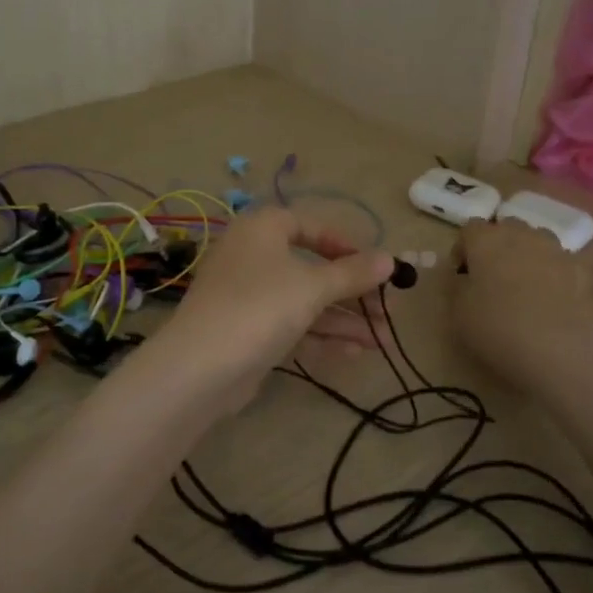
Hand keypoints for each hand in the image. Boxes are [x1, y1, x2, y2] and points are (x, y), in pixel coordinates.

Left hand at [151, 208, 396, 412]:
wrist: (200, 368)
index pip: (308, 225)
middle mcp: (252, 256)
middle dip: (352, 291)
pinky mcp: (248, 331)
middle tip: (388, 309)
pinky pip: (291, 325)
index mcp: (261, 230)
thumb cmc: (260, 307)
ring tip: (384, 341)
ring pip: (304, 301)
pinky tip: (355, 353)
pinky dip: (321, 336)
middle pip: (311, 267)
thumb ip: (353, 273)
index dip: (344, 244)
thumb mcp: (313, 286)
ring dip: (344, 319)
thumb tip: (391, 259)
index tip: (374, 265)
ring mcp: (248, 296)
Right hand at [450, 219, 592, 389]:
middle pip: (508, 229)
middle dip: (498, 249)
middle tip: (492, 280)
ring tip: (527, 292)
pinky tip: (556, 308)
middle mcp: (526, 236)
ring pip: (540, 244)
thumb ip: (457, 287)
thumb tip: (464, 277)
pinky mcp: (588, 275)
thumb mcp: (458, 313)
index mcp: (488, 240)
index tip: (460, 276)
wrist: (565, 353)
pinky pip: (566, 268)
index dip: (462, 250)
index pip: (469, 230)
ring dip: (529, 259)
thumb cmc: (499, 329)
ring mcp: (561, 253)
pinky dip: (558, 280)